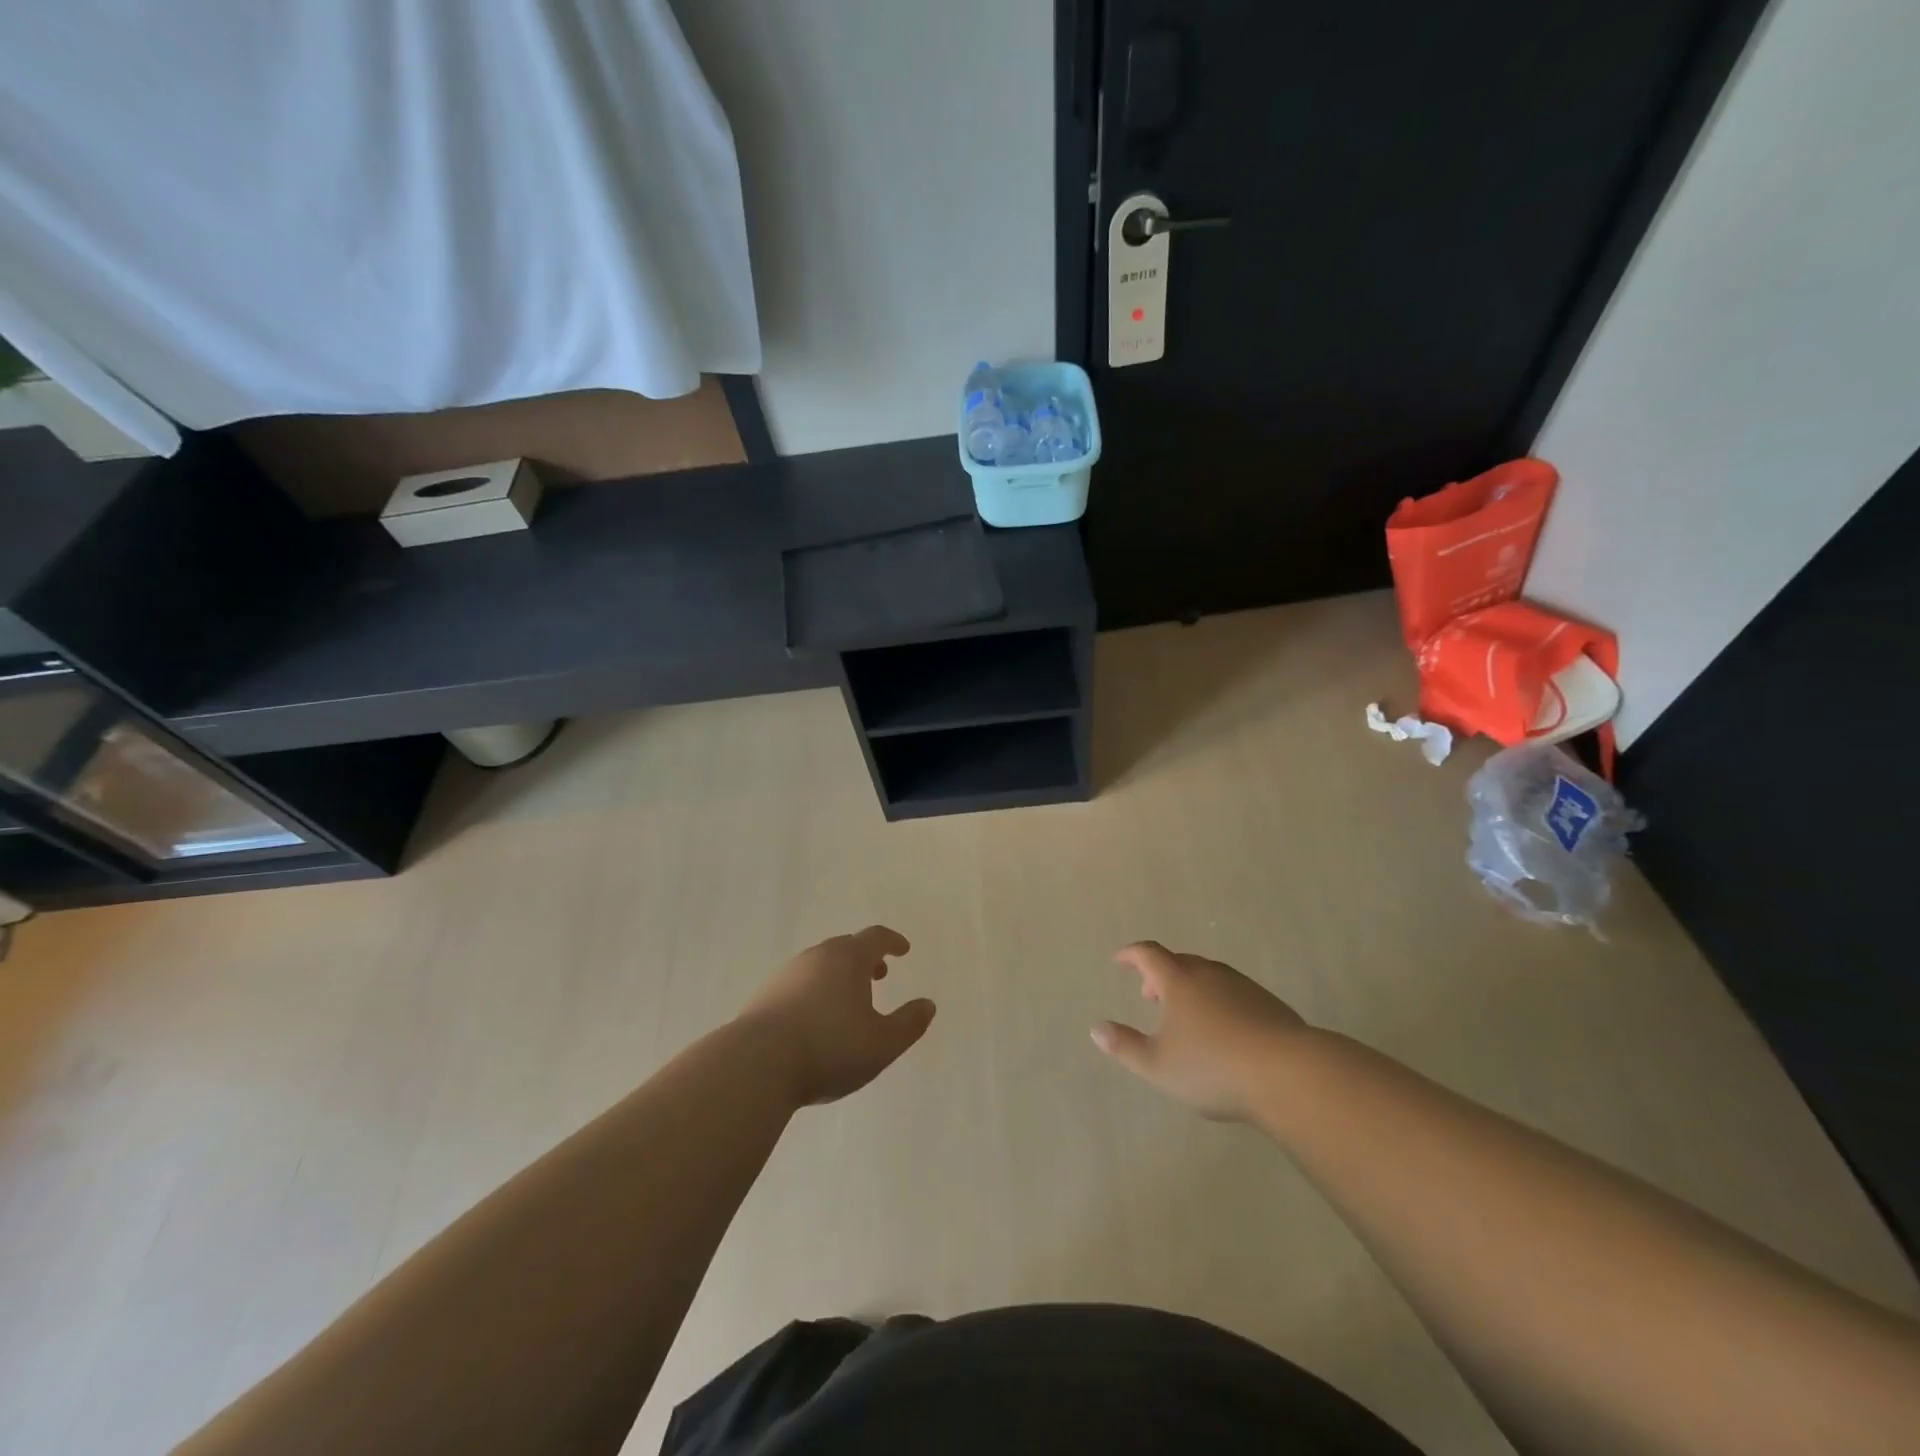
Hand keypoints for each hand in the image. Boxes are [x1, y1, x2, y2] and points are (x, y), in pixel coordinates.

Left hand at [740, 926, 935, 1106]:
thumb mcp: (882, 1044)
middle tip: (879, 974)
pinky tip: (814, 1019)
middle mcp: (816, 957)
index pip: (875, 938)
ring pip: (819, 965)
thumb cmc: (829, 1048)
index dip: (892, 941)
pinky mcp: (764, 996)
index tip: (903, 949)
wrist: (756, 1064)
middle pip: (845, 947)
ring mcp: (786, 974)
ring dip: (838, 975)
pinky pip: (798, 984)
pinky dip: (814, 991)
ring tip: (847, 1001)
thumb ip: (909, 1024)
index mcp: (848, 959)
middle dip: (865, 958)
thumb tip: (927, 1005)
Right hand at [1091, 941, 1307, 1120]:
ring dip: (1190, 987)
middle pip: (1179, 962)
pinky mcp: (1269, 1005)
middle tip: (1150, 996)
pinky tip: (1224, 1031)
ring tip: (1186, 1016)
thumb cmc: (1213, 1067)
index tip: (1119, 961)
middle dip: (1160, 974)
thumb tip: (1096, 1028)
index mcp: (1179, 981)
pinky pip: (1233, 992)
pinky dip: (1217, 1001)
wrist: (1290, 1074)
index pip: (1148, 954)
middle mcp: (1210, 974)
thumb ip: (1125, 1046)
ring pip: (1208, 976)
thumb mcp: (1158, 1065)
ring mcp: (1243, 987)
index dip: (1131, 955)